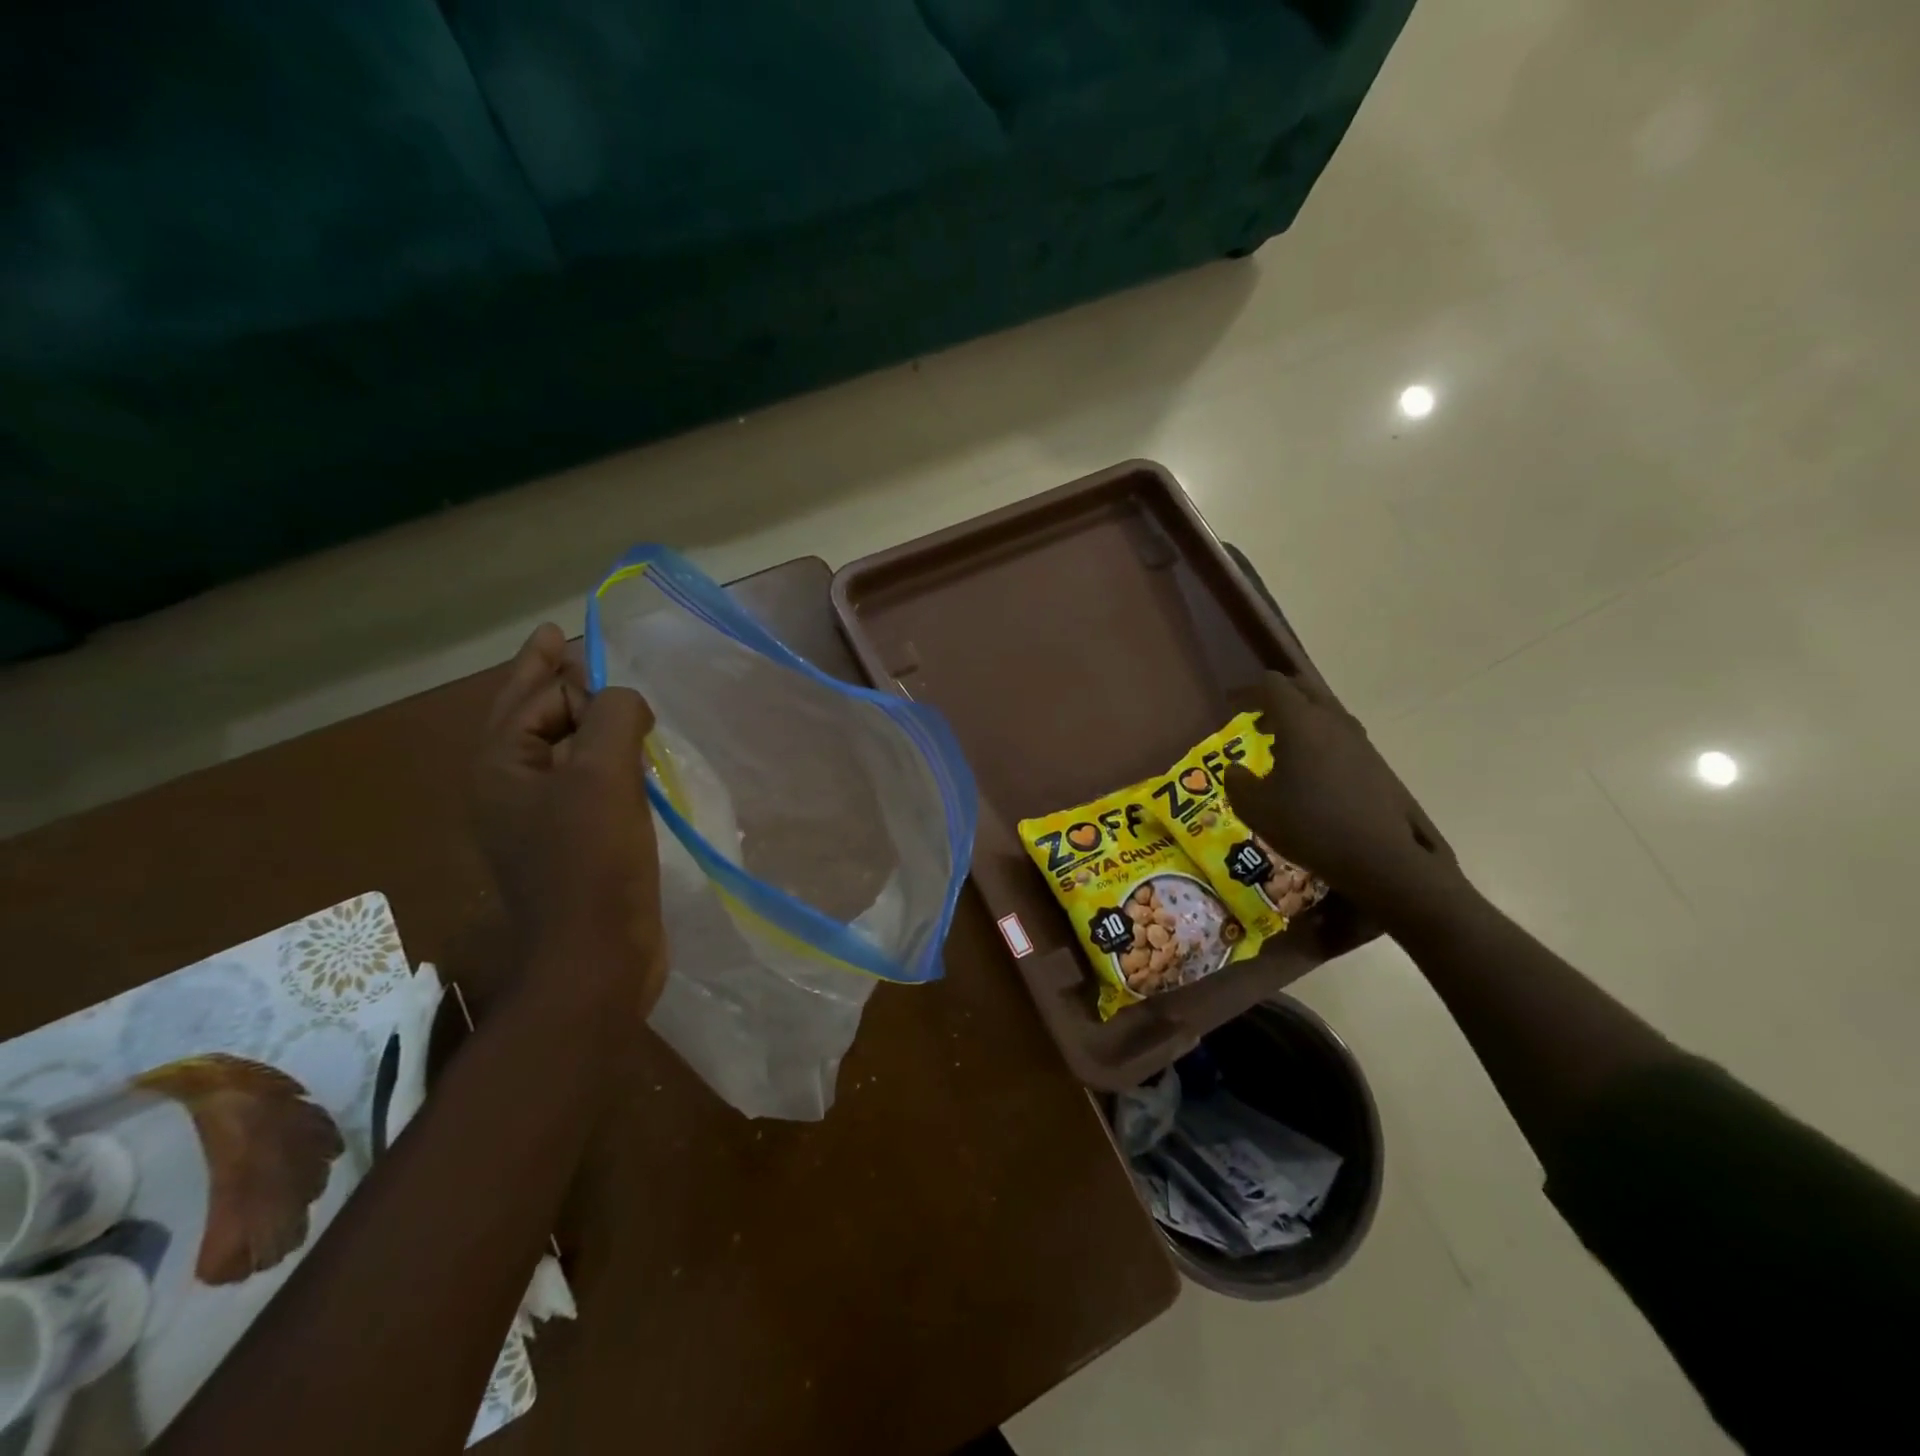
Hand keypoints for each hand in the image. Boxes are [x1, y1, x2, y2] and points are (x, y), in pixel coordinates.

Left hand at [471, 624, 667, 1019]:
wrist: (595, 959)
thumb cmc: (593, 862)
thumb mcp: (604, 773)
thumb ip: (612, 713)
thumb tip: (625, 699)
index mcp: (500, 766)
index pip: (532, 693)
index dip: (565, 666)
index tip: (593, 644)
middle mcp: (509, 789)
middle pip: (536, 717)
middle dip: (562, 684)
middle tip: (582, 649)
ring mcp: (538, 822)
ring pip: (565, 752)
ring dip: (591, 724)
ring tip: (621, 703)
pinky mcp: (571, 846)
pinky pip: (588, 785)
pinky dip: (610, 764)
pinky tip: (638, 763)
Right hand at [1222, 670, 1456, 910]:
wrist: (1377, 856)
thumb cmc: (1307, 824)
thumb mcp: (1254, 808)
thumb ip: (1237, 782)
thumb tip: (1235, 770)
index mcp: (1300, 722)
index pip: (1272, 686)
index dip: (1248, 691)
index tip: (1230, 703)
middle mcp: (1331, 720)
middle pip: (1302, 690)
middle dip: (1276, 698)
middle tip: (1256, 718)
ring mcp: (1357, 740)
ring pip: (1323, 712)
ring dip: (1299, 719)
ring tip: (1280, 745)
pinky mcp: (1373, 761)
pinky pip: (1338, 734)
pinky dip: (1317, 738)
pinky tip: (1308, 769)